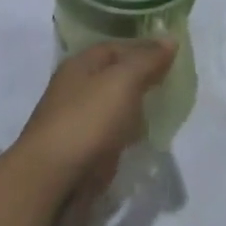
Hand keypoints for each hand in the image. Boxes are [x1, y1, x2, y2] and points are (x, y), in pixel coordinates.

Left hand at [10, 40, 175, 225]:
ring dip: (135, 114)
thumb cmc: (87, 122)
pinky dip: (126, 142)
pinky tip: (145, 146)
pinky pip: (110, 142)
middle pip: (114, 79)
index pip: (116, 47)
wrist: (50, 186)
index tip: (173, 57)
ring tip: (165, 116)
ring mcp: (76, 126)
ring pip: (113, 112)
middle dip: (142, 82)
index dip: (143, 49)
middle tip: (175, 87)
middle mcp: (75, 91)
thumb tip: (170, 39)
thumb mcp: (123, 81)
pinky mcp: (80, 159)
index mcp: (80, 66)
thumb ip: (147, 60)